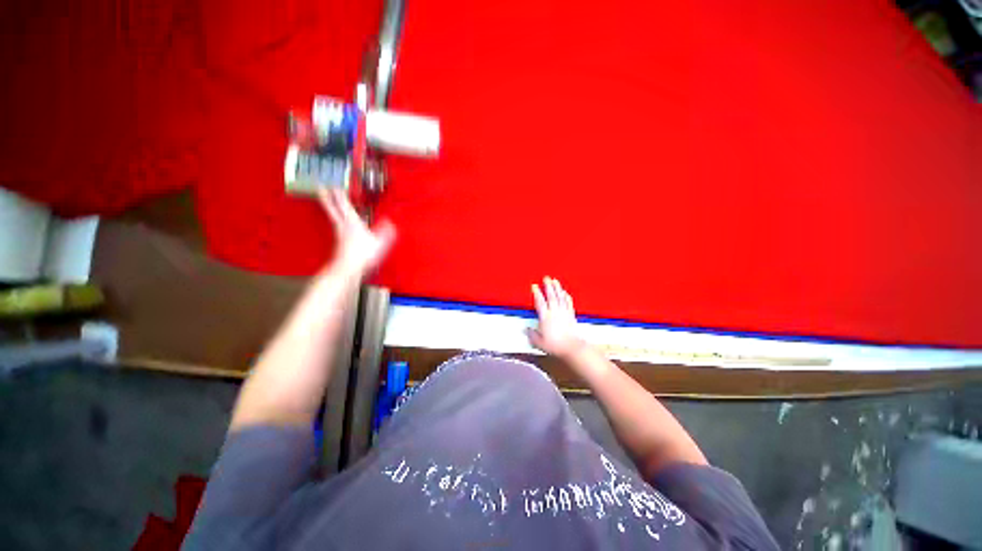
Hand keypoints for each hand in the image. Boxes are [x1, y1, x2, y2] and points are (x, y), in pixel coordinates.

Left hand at [319, 188, 395, 276]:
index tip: (333, 183)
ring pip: (333, 215)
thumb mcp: (379, 242)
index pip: (343, 203)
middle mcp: (343, 225)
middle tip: (320, 186)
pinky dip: (336, 218)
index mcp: (352, 222)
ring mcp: (339, 232)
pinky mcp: (339, 240)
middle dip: (327, 196)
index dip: (338, 193)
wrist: (348, 268)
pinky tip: (339, 221)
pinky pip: (337, 224)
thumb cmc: (362, 255)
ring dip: (330, 205)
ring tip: (327, 199)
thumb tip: (390, 223)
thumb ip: (385, 231)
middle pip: (332, 207)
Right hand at [527, 277, 585, 358]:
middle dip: (548, 286)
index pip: (540, 302)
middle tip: (546, 278)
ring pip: (560, 297)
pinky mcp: (571, 315)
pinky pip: (568, 303)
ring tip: (555, 281)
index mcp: (545, 317)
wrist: (571, 348)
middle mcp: (555, 312)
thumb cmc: (555, 345)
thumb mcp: (539, 342)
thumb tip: (526, 330)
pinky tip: (565, 292)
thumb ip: (532, 334)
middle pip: (551, 296)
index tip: (534, 286)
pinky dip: (566, 296)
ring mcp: (564, 313)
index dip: (536, 293)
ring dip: (557, 288)